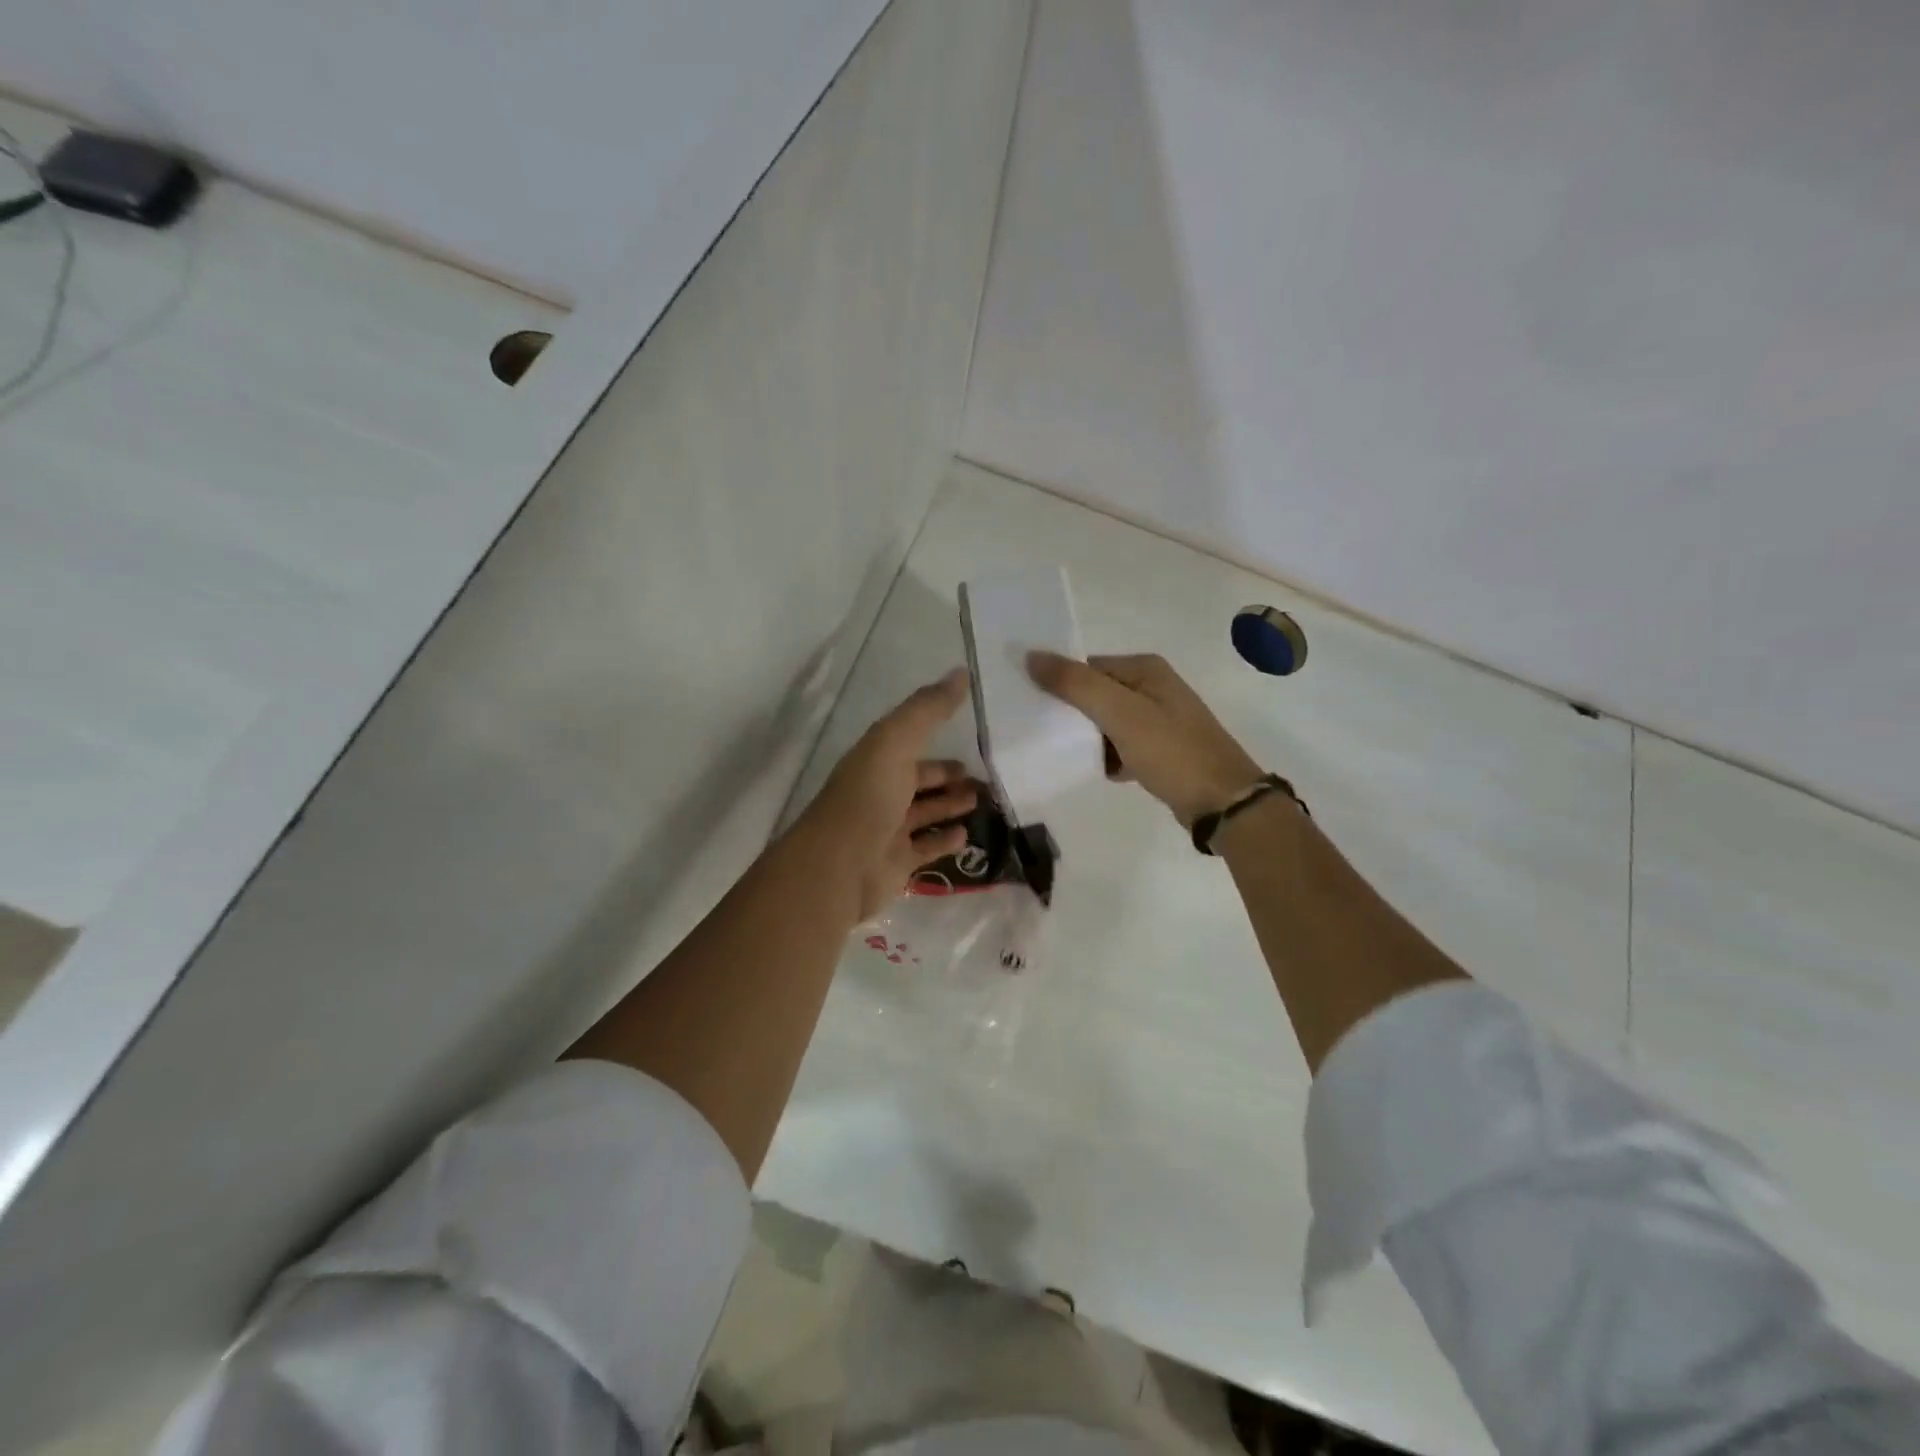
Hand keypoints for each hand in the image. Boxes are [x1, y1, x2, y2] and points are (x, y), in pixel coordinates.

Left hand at [800, 668, 977, 920]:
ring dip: (950, 805)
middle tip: (983, 775)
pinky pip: (926, 847)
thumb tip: (962, 671)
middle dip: (947, 776)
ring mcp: (887, 829)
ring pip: (925, 813)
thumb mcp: (897, 740)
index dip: (935, 737)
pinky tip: (966, 834)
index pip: (908, 742)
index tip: (968, 736)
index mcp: (876, 759)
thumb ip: (928, 709)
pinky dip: (945, 840)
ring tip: (982, 801)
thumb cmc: (868, 797)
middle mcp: (880, 791)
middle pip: (918, 780)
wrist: (839, 866)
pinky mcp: (897, 862)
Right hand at [1028, 652, 1262, 826]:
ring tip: (1070, 755)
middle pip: (1097, 693)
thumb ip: (1075, 684)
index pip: (1088, 667)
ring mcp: (1160, 719)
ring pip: (1108, 722)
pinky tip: (1104, 772)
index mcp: (1145, 669)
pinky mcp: (1163, 749)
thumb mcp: (1119, 714)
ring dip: (1090, 739)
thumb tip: (1031, 656)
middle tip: (1046, 734)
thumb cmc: (1170, 751)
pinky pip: (1123, 746)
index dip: (1061, 684)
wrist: (1223, 801)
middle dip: (1073, 714)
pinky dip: (1111, 757)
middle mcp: (1154, 687)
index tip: (1034, 708)